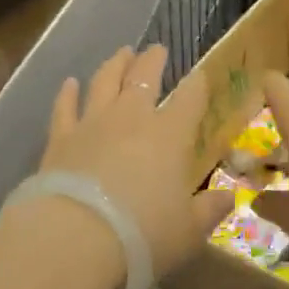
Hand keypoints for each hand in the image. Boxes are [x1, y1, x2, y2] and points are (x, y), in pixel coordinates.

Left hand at [36, 45, 233, 279]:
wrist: (76, 239)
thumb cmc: (143, 235)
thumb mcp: (188, 232)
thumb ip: (209, 210)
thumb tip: (228, 198)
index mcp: (170, 135)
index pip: (190, 98)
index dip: (197, 84)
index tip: (200, 74)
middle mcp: (132, 118)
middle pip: (144, 76)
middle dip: (153, 60)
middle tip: (157, 49)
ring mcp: (93, 124)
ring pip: (105, 82)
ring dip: (114, 64)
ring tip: (121, 53)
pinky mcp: (60, 138)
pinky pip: (64, 108)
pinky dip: (67, 94)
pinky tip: (70, 83)